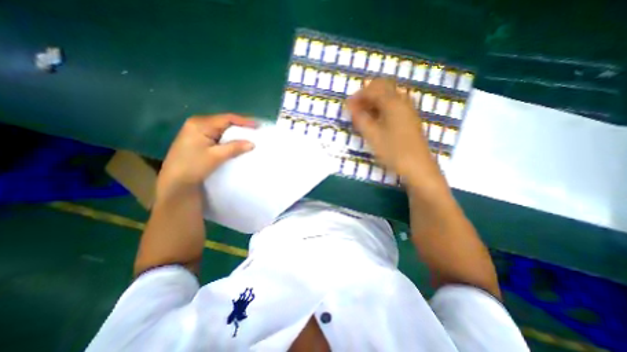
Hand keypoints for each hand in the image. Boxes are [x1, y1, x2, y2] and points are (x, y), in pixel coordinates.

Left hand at [159, 114, 255, 197]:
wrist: (175, 182)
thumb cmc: (193, 166)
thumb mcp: (216, 156)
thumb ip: (234, 147)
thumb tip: (252, 143)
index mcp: (200, 124)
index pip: (227, 118)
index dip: (244, 121)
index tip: (258, 125)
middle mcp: (198, 124)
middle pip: (224, 122)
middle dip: (241, 126)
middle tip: (256, 130)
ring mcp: (197, 131)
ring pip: (222, 129)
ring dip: (235, 133)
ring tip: (250, 136)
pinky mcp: (199, 140)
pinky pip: (218, 135)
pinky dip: (229, 138)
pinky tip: (237, 142)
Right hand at [348, 78, 445, 186]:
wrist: (418, 166)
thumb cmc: (393, 151)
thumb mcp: (372, 136)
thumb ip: (360, 119)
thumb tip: (351, 107)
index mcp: (393, 103)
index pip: (373, 89)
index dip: (358, 95)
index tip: (347, 106)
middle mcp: (402, 101)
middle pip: (383, 87)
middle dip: (367, 94)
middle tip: (356, 108)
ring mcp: (408, 109)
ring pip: (389, 96)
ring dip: (374, 101)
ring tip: (363, 115)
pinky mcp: (409, 118)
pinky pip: (394, 105)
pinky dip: (382, 107)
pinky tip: (376, 120)